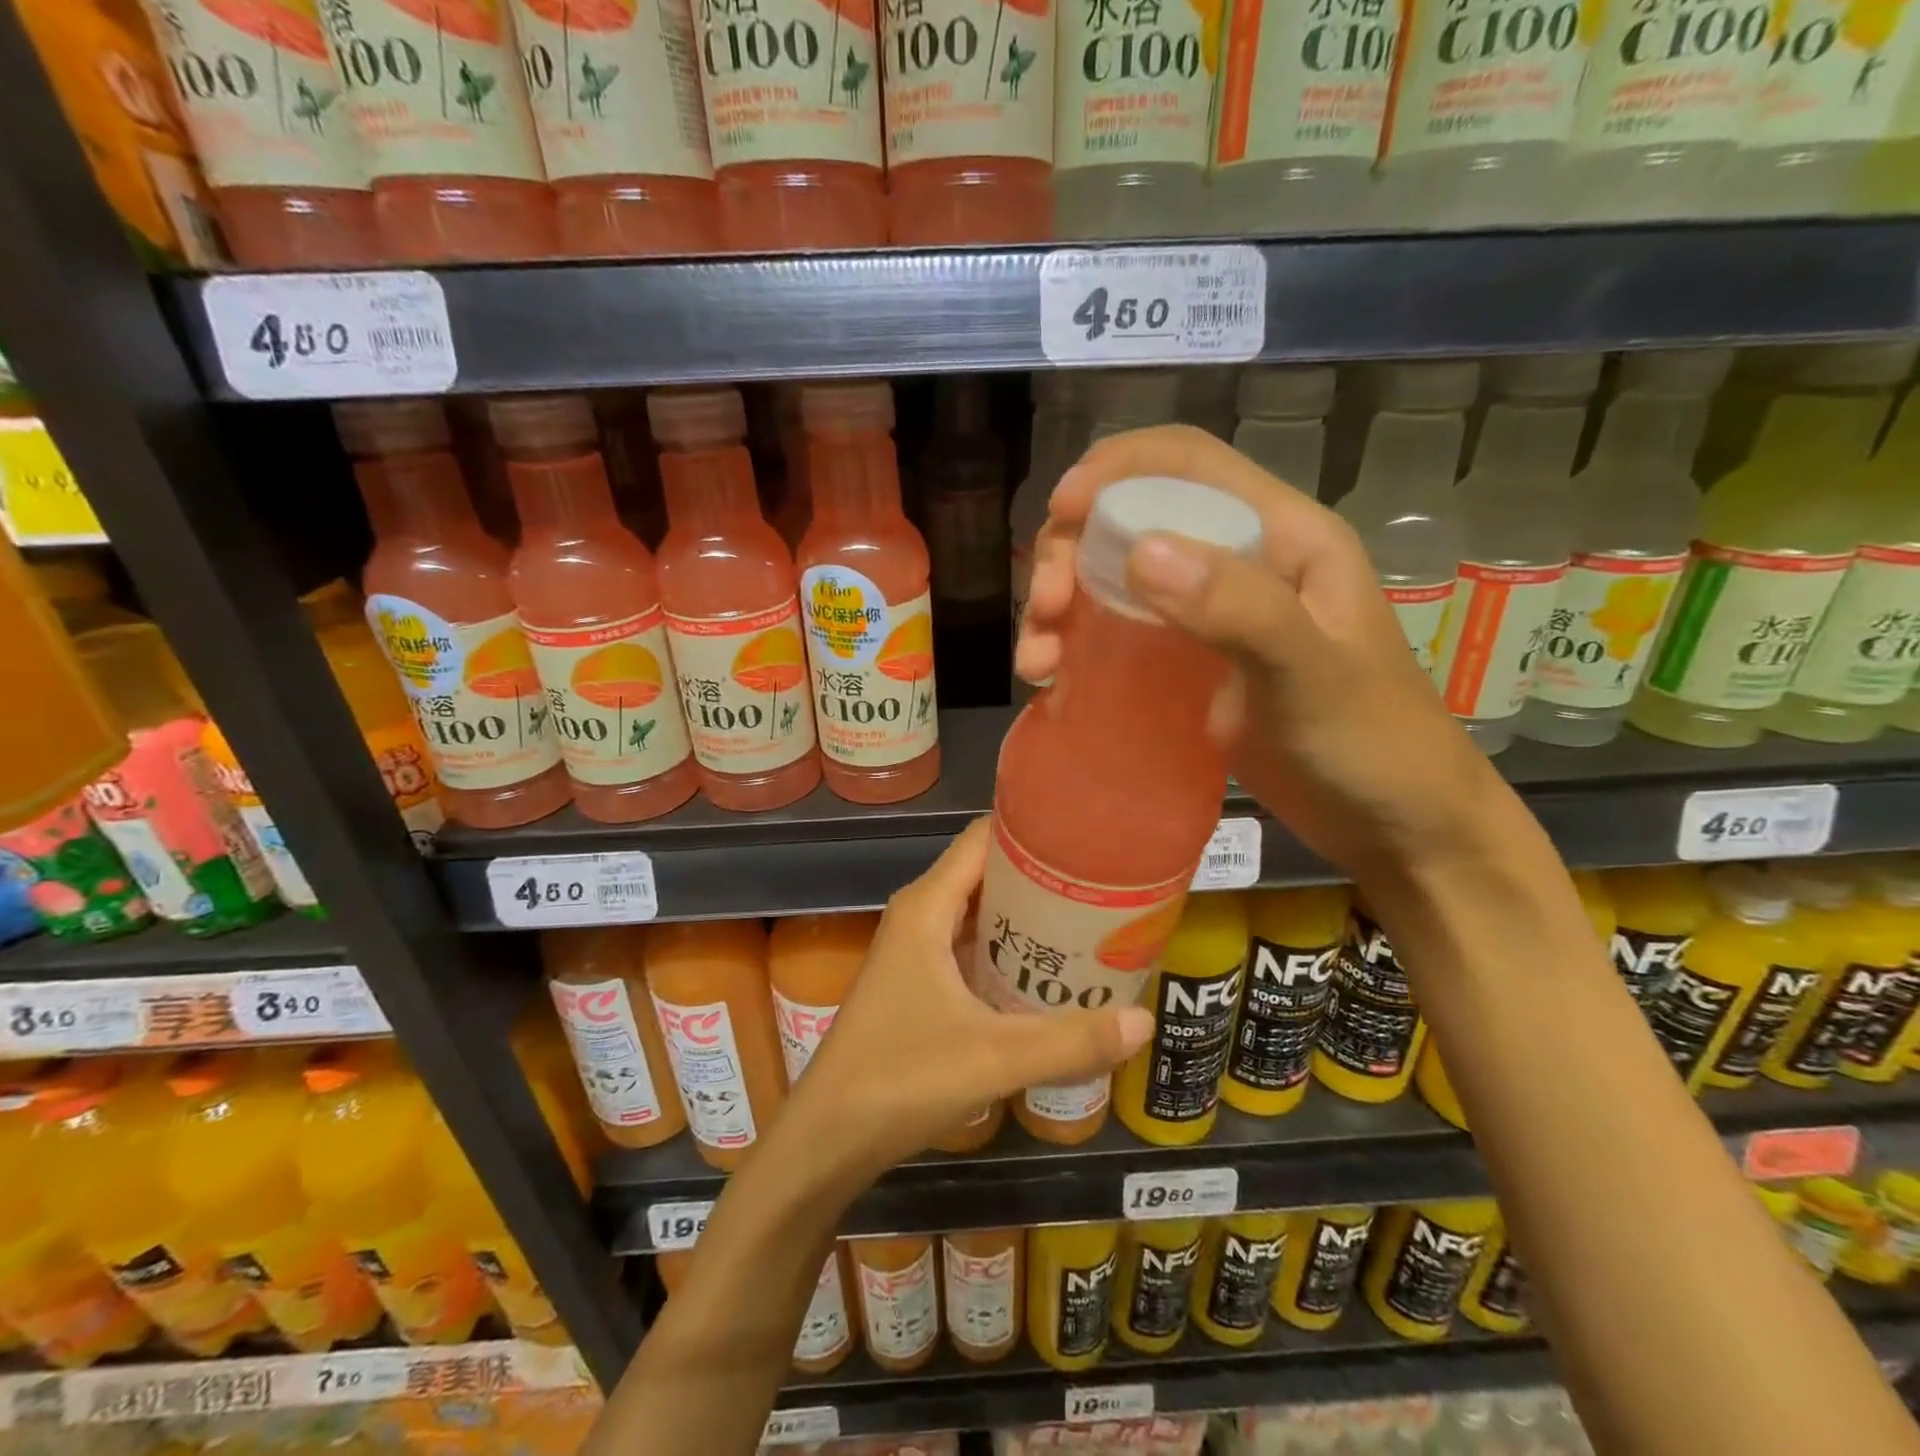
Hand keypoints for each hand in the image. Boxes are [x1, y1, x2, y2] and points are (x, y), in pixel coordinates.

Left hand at [792, 818, 1152, 1175]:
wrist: (827, 1138)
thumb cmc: (901, 1079)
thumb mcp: (994, 1057)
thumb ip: (1071, 1040)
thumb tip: (1145, 1020)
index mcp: (927, 906)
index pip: (983, 839)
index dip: (1033, 830)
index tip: (1088, 837)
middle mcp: (919, 915)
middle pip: (986, 872)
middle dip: (1041, 875)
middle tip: (1103, 885)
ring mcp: (915, 950)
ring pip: (978, 912)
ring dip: (1026, 916)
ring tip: (1088, 922)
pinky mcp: (916, 983)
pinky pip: (969, 946)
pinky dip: (1007, 949)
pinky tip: (1046, 973)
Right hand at [1016, 424, 1519, 884]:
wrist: (1393, 825)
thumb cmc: (1371, 746)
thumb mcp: (1311, 675)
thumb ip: (1239, 609)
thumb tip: (1140, 552)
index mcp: (1283, 536)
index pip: (1188, 463)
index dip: (1116, 469)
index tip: (1059, 513)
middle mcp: (1240, 561)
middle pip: (1134, 517)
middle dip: (1072, 549)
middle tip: (1045, 608)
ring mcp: (1210, 614)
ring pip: (1115, 577)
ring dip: (1063, 603)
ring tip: (1038, 660)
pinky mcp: (1189, 664)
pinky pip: (1118, 631)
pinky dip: (1076, 644)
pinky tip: (1053, 678)